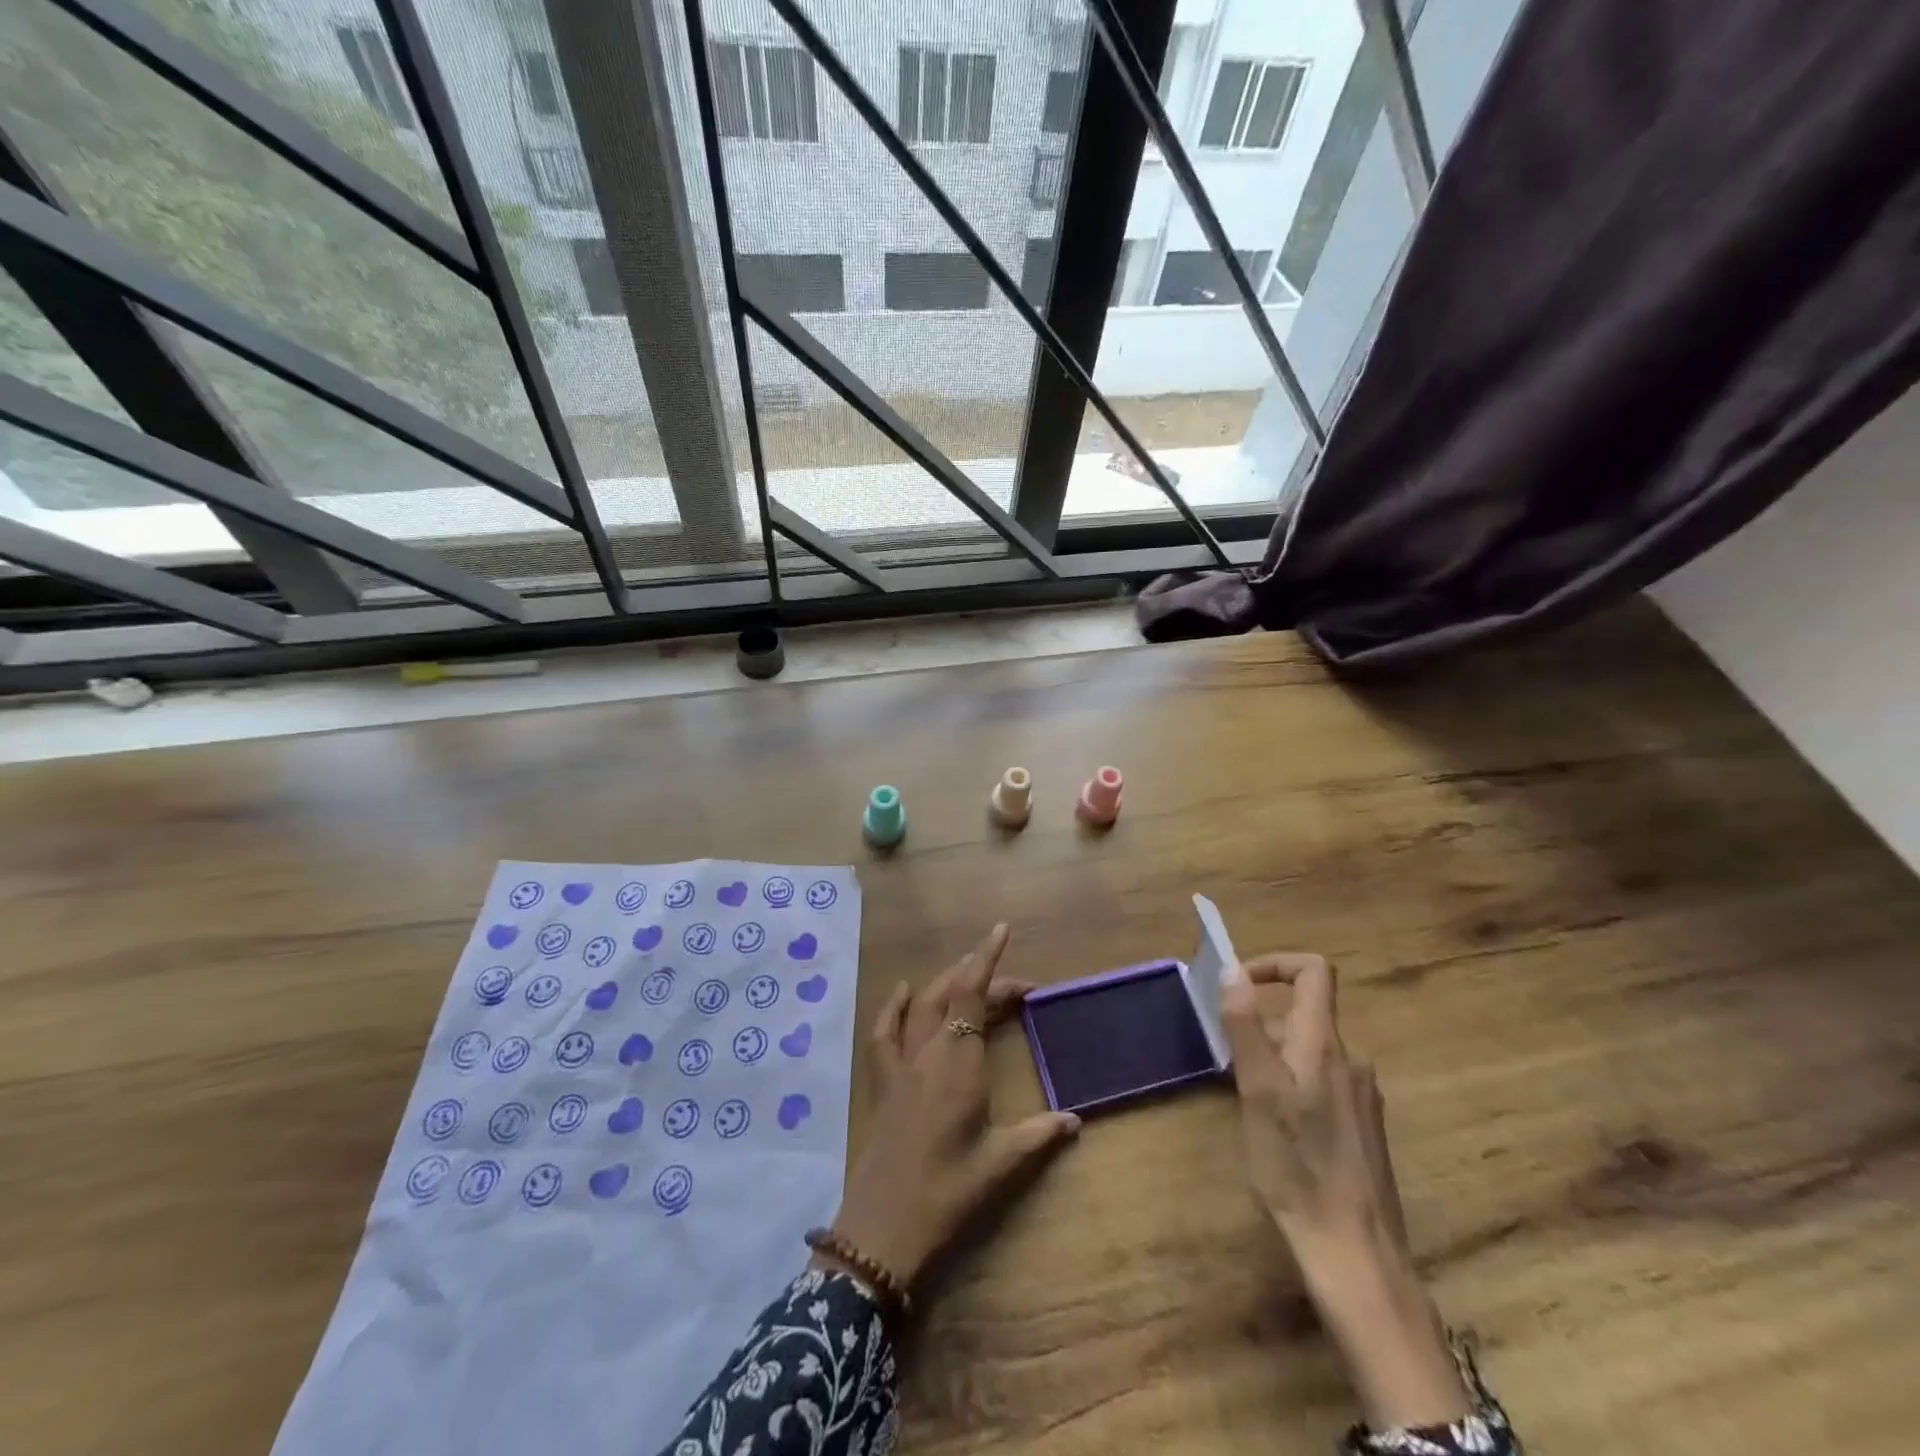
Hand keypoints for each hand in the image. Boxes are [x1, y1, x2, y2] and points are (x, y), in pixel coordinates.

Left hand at [821, 924, 1080, 1291]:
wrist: (883, 1229)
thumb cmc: (947, 1194)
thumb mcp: (1000, 1165)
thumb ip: (1038, 1135)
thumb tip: (1075, 1119)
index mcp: (959, 1064)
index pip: (972, 995)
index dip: (987, 959)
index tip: (1001, 929)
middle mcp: (928, 1052)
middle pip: (951, 994)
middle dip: (980, 976)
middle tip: (1016, 985)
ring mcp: (900, 1065)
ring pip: (921, 1005)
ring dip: (945, 982)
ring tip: (968, 973)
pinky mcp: (882, 1083)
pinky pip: (885, 1032)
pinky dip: (895, 1006)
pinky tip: (904, 992)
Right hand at [1221, 953, 1468, 1430]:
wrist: (1356, 1255)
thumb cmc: (1298, 1167)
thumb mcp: (1258, 1091)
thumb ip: (1246, 1026)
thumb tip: (1234, 970)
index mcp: (1325, 1045)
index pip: (1314, 971)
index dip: (1275, 962)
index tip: (1239, 984)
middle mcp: (1351, 1062)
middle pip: (1304, 1015)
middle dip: (1261, 1025)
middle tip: (1227, 1060)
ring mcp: (1362, 1097)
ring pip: (1309, 1054)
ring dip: (1274, 1060)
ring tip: (1246, 1102)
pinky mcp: (1364, 1130)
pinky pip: (1322, 1084)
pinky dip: (1292, 1087)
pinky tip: (1278, 1133)